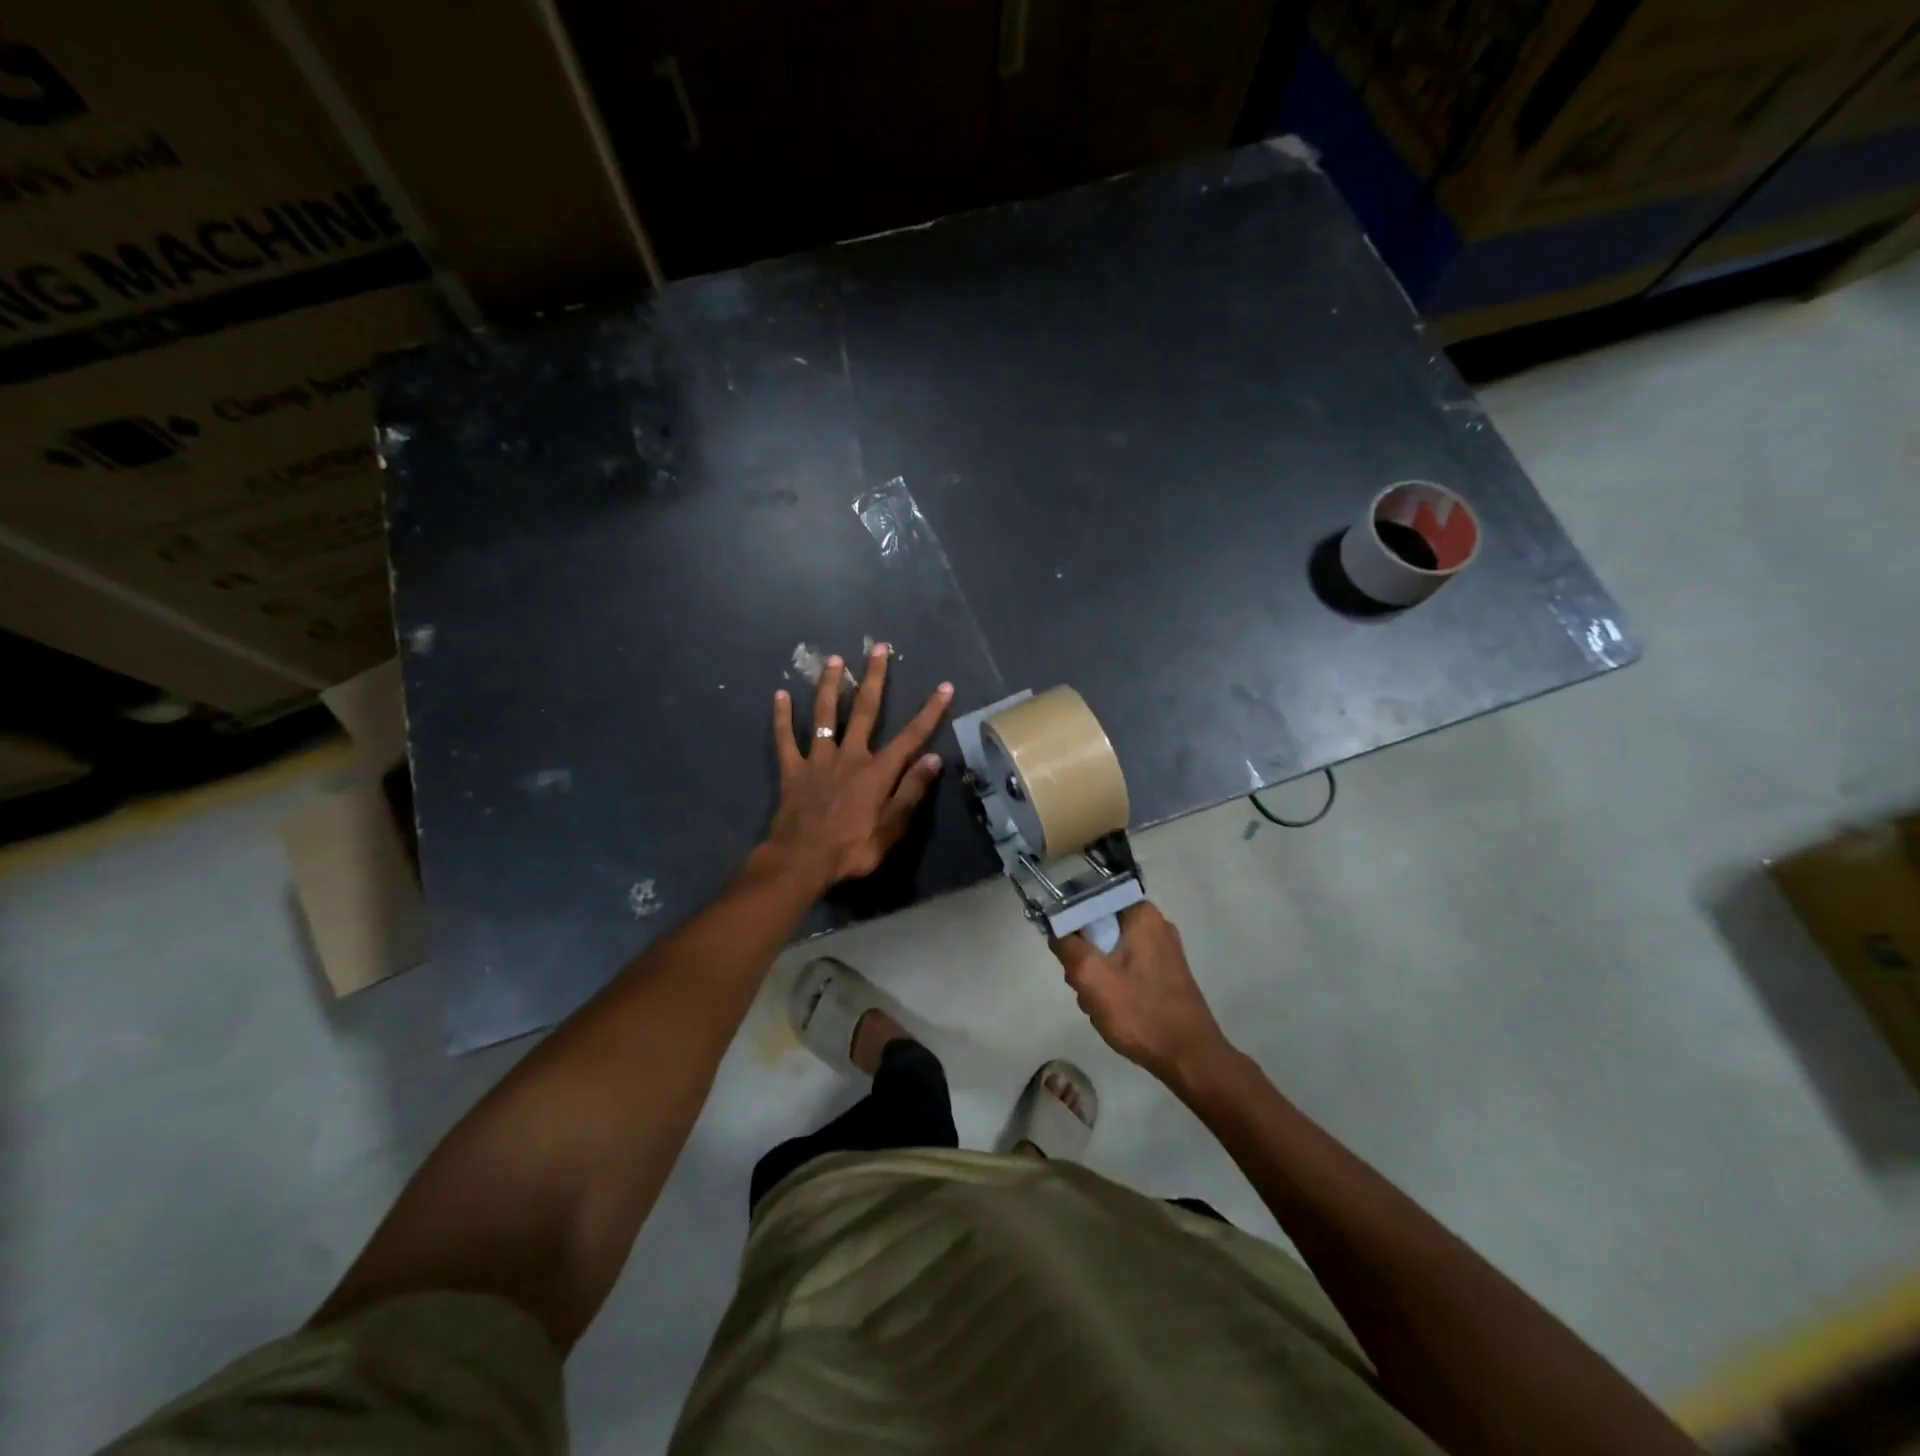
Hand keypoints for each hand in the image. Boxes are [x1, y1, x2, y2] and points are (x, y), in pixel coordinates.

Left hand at [765, 643, 952, 887]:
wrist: (802, 861)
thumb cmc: (852, 849)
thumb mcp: (892, 828)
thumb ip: (912, 791)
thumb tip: (934, 758)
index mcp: (877, 771)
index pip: (911, 736)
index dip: (930, 711)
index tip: (944, 686)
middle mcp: (849, 756)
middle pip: (865, 711)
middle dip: (875, 678)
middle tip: (878, 648)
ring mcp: (818, 760)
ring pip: (825, 714)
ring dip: (831, 686)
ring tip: (835, 660)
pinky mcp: (792, 770)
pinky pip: (784, 739)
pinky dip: (781, 717)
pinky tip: (779, 694)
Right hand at [1051, 903, 1229, 1086]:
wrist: (1189, 1058)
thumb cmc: (1140, 1012)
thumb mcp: (1092, 977)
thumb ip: (1068, 947)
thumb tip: (1057, 931)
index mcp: (1141, 914)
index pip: (1092, 899)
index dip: (1072, 922)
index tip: (1067, 950)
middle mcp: (1155, 924)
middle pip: (1100, 928)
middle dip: (1085, 955)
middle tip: (1082, 983)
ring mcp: (1162, 951)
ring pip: (1110, 951)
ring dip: (1097, 976)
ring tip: (1097, 1004)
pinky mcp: (1164, 974)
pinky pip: (1125, 968)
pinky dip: (1114, 985)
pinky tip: (1112, 1010)